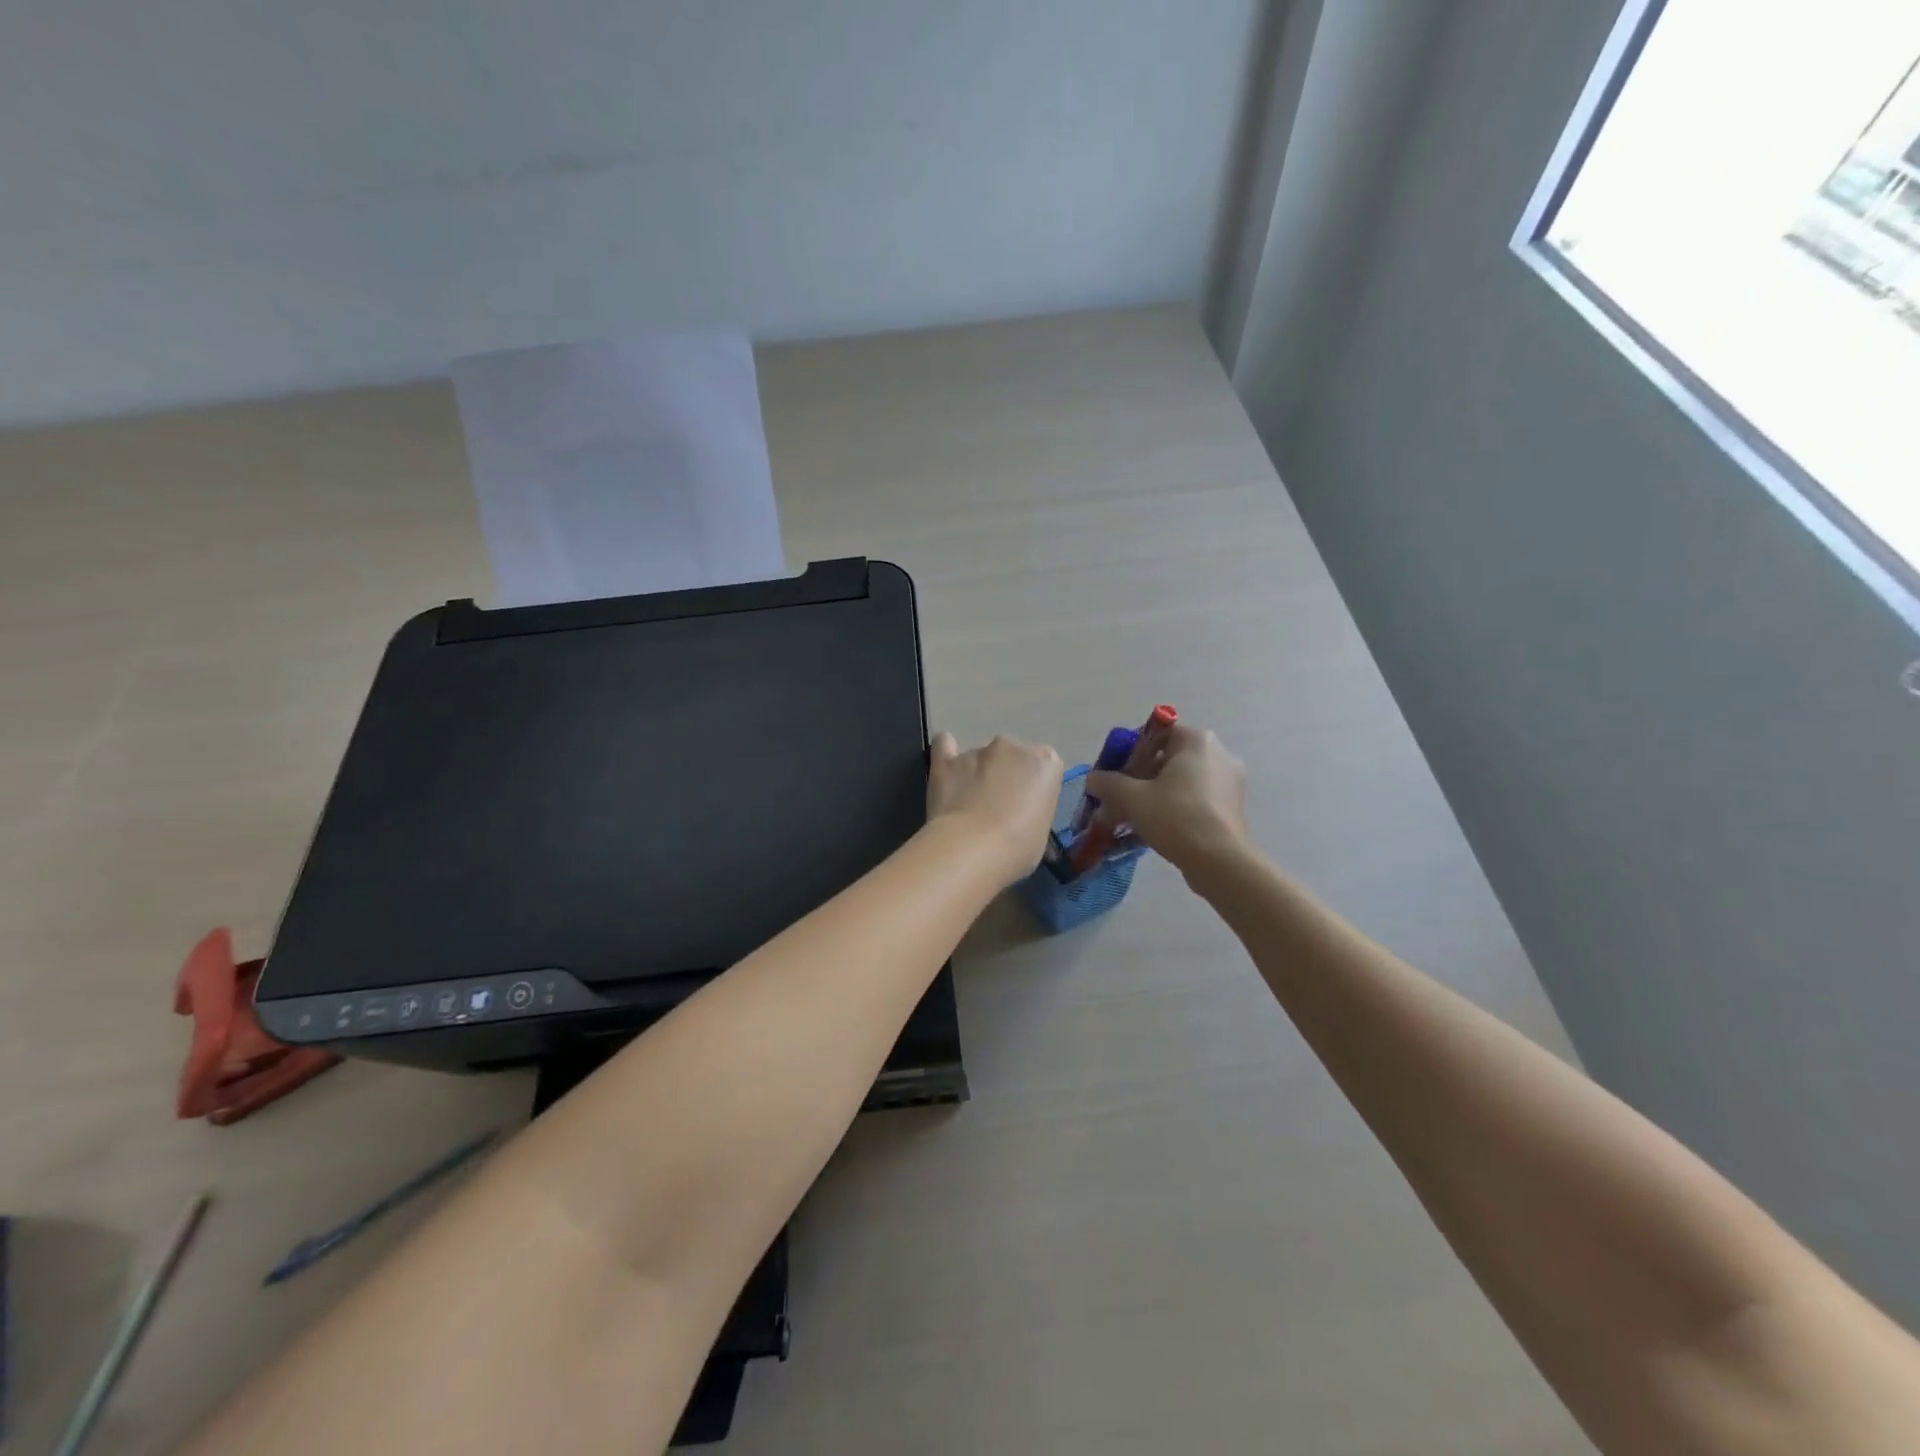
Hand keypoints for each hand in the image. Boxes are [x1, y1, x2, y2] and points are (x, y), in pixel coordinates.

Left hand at [927, 732, 1063, 884]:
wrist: (972, 849)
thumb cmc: (1018, 848)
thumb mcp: (1041, 832)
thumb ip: (1033, 809)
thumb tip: (1018, 815)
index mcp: (1045, 762)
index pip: (1044, 766)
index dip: (1033, 787)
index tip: (1026, 807)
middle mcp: (1012, 747)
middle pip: (1011, 756)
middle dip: (1005, 776)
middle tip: (997, 807)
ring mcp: (977, 750)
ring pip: (980, 757)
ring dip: (977, 774)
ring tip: (967, 806)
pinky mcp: (946, 760)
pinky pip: (944, 745)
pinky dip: (946, 755)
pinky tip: (947, 772)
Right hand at [1085, 724, 1249, 876]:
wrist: (1219, 861)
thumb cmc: (1176, 816)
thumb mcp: (1133, 798)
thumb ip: (1108, 783)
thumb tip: (1092, 779)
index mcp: (1196, 740)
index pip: (1157, 733)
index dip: (1131, 752)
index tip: (1116, 774)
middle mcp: (1218, 753)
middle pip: (1169, 758)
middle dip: (1141, 776)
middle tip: (1121, 797)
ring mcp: (1229, 781)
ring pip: (1182, 780)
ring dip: (1156, 793)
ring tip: (1135, 816)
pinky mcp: (1232, 806)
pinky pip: (1196, 798)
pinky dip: (1175, 806)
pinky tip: (1157, 827)